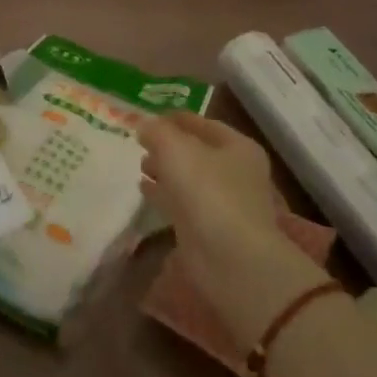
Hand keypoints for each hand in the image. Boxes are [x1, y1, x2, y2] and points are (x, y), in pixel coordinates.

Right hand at [138, 112, 326, 350]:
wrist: (230, 259)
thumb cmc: (208, 192)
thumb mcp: (175, 148)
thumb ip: (156, 131)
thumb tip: (143, 125)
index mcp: (237, 147)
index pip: (203, 123)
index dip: (175, 118)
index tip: (147, 117)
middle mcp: (234, 172)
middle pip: (196, 151)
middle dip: (168, 145)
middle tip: (140, 142)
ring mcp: (222, 202)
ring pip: (188, 178)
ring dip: (164, 170)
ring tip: (139, 164)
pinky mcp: (207, 228)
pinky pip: (180, 202)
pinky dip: (163, 194)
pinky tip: (142, 189)